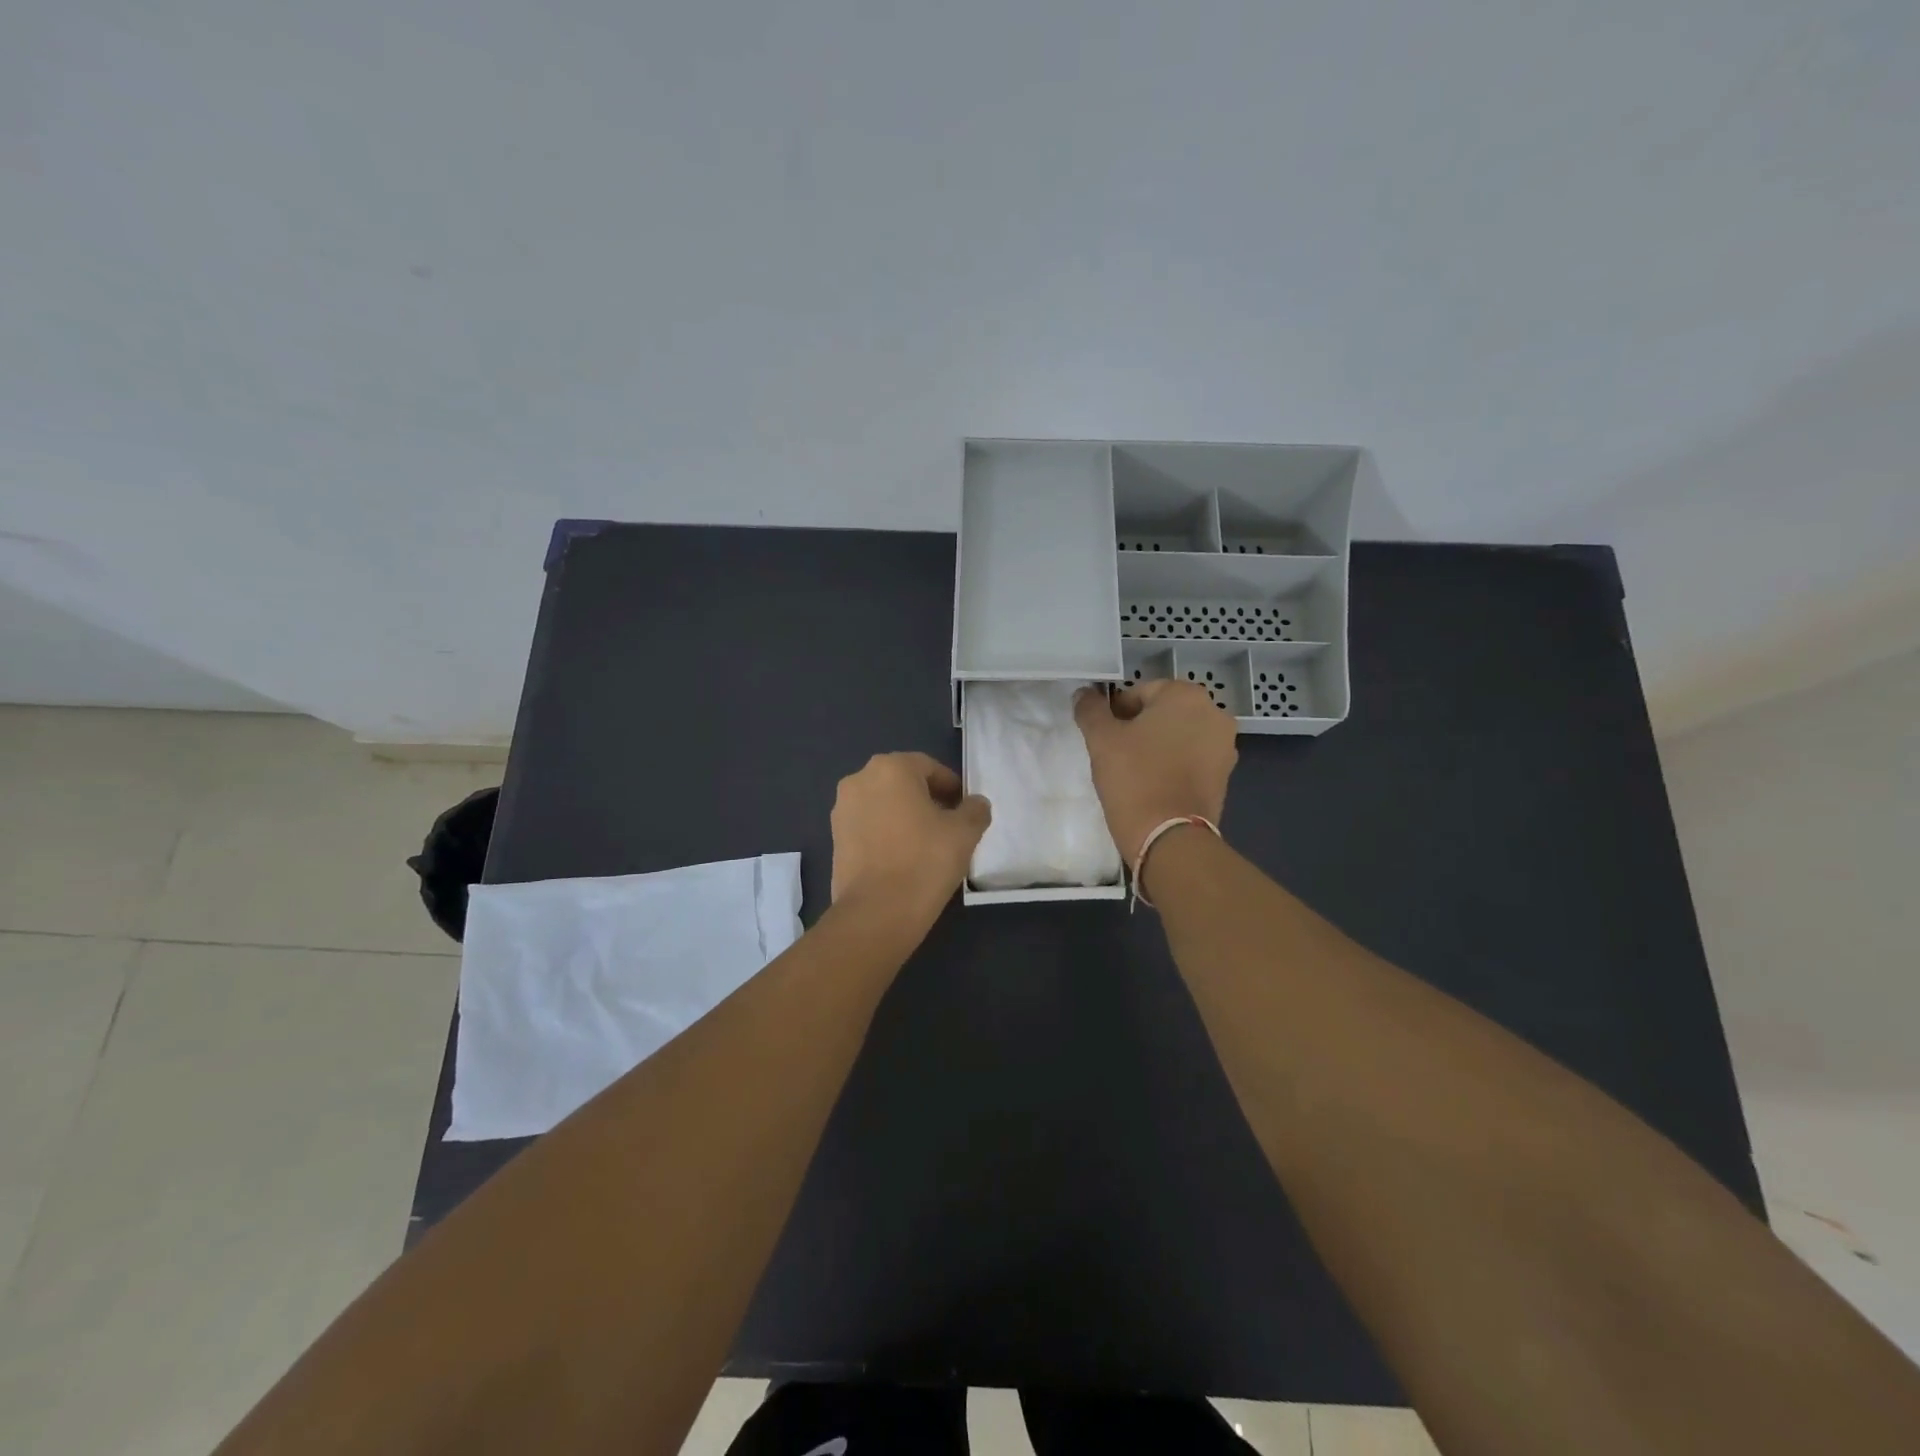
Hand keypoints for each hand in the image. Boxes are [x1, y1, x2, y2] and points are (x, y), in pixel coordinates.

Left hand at [830, 752, 991, 922]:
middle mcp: (859, 780)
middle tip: (949, 826)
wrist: (877, 912)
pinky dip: (886, 833)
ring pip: (884, 804)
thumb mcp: (964, 833)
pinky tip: (903, 858)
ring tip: (926, 845)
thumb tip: (975, 804)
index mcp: (891, 768)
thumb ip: (975, 810)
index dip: (952, 787)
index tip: (965, 810)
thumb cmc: (924, 861)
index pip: (929, 767)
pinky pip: (868, 826)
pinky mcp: (835, 839)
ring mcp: (842, 810)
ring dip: (905, 816)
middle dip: (927, 799)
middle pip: (903, 782)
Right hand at [1074, 682, 1236, 865]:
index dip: (1116, 712)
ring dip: (1158, 746)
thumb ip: (1091, 710)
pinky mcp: (1226, 776)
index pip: (1140, 692)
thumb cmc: (1134, 778)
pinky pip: (1192, 760)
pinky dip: (1174, 766)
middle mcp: (1214, 714)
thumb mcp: (1101, 739)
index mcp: (1186, 695)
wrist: (1169, 837)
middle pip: (1164, 713)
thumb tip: (1084, 694)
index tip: (1104, 737)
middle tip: (1115, 754)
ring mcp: (1225, 747)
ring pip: (1179, 737)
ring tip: (1134, 772)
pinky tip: (1154, 785)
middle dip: (1139, 728)